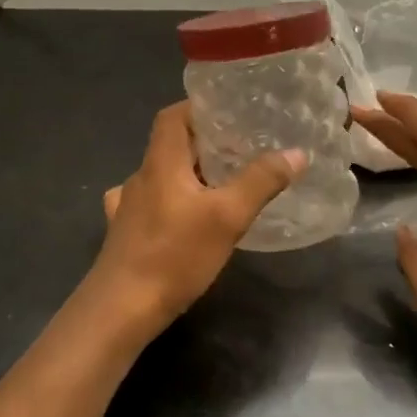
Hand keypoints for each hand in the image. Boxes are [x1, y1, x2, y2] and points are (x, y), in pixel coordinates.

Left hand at [89, 101, 304, 337]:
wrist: (121, 308)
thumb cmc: (174, 255)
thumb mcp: (227, 217)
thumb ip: (261, 182)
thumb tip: (296, 153)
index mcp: (161, 163)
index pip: (173, 116)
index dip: (198, 108)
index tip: (229, 112)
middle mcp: (140, 178)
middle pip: (169, 145)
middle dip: (203, 144)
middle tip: (240, 150)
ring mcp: (127, 208)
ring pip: (160, 177)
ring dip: (187, 174)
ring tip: (219, 184)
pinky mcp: (124, 235)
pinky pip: (149, 206)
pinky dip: (169, 203)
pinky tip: (182, 218)